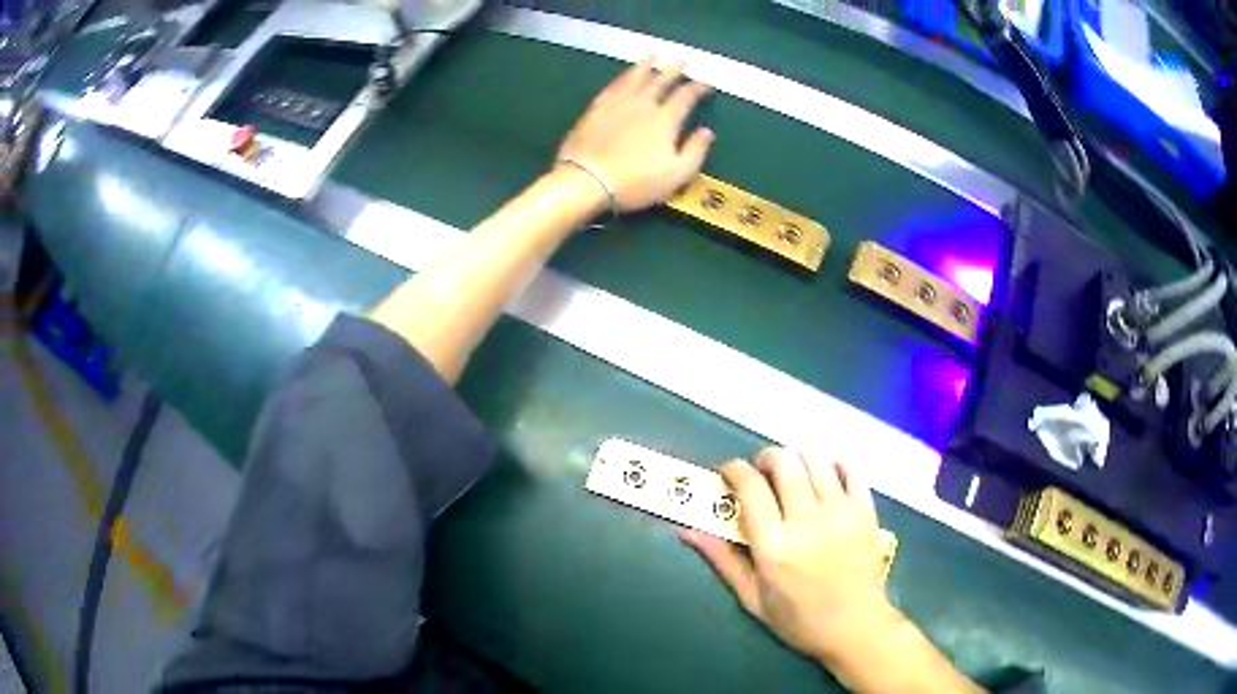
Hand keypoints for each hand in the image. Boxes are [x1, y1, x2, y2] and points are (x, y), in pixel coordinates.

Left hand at [556, 56, 714, 212]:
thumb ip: (695, 151)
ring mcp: (617, 104)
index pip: (685, 97)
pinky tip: (624, 75)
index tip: (706, 82)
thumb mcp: (676, 175)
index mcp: (665, 120)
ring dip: (645, 64)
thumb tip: (707, 131)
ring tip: (653, 54)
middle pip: (660, 80)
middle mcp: (643, 105)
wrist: (586, 181)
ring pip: (634, 77)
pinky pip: (613, 86)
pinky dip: (622, 77)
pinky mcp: (596, 109)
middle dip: (673, 69)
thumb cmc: (635, 183)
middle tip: (682, 58)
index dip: (698, 88)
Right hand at [683, 448, 892, 663]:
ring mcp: (842, 513)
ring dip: (797, 460)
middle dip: (765, 459)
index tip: (728, 473)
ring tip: (792, 476)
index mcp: (775, 546)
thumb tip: (688, 531)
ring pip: (815, 460)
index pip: (750, 486)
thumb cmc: (799, 619)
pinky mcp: (866, 511)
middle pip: (784, 462)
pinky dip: (833, 465)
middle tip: (760, 473)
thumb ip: (723, 561)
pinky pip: (850, 469)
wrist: (855, 627)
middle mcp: (808, 522)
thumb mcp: (753, 598)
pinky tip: (824, 478)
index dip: (734, 469)